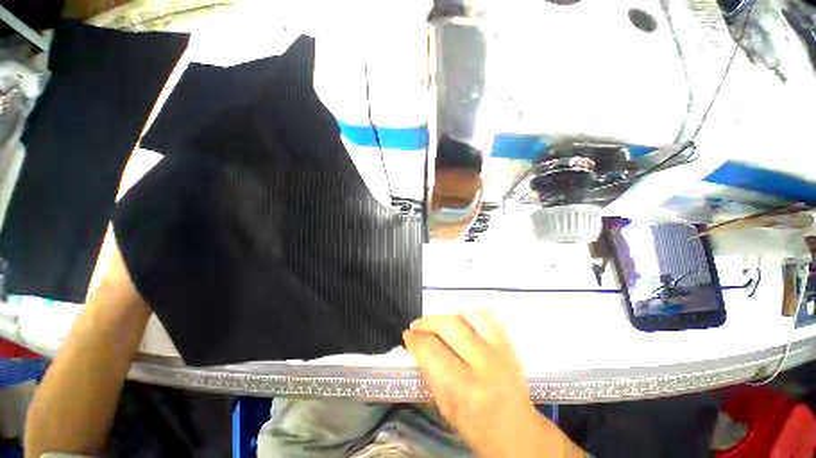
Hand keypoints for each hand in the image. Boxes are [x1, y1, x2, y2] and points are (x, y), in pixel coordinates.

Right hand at [403, 311, 584, 457]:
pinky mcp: (508, 343)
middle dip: (426, 323)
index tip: (407, 336)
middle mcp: (482, 364)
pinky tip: (460, 320)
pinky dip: (469, 313)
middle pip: (448, 326)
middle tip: (417, 326)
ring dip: (446, 316)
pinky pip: (486, 316)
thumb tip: (417, 347)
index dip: (414, 339)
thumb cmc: (476, 426)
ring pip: (466, 316)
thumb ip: (430, 374)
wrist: (518, 431)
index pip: (431, 350)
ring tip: (437, 323)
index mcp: (463, 388)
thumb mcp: (445, 408)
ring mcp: (498, 350)